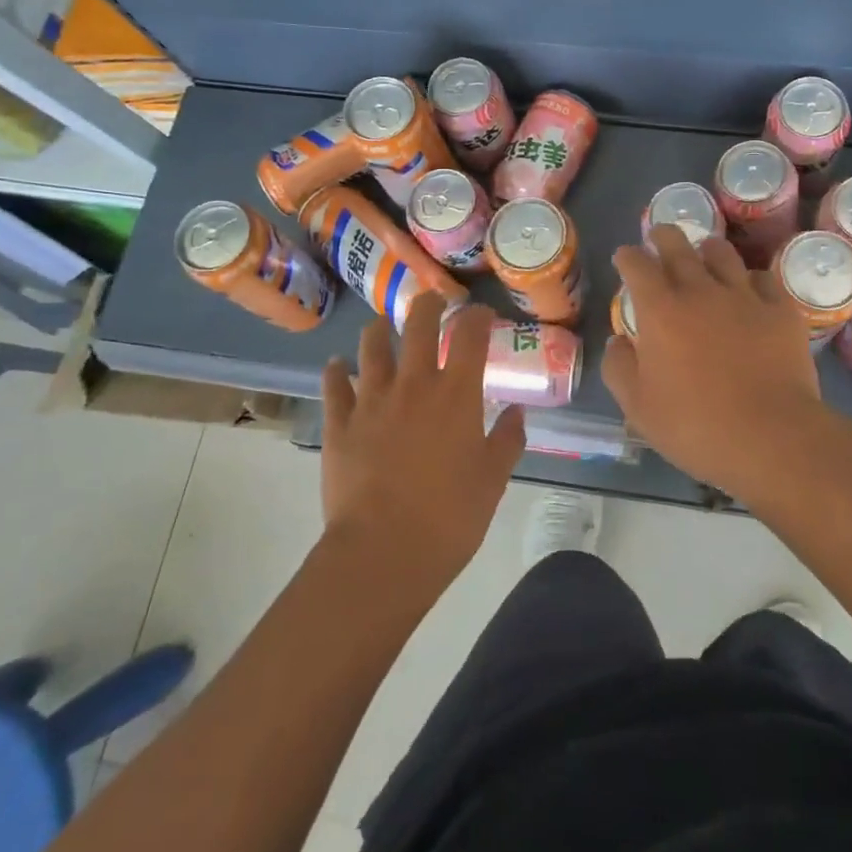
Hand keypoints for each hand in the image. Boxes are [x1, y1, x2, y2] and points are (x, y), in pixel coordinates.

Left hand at [320, 295, 525, 586]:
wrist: (384, 552)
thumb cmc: (451, 516)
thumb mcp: (493, 479)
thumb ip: (507, 440)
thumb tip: (516, 412)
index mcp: (457, 394)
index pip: (470, 335)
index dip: (477, 316)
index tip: (482, 313)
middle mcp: (414, 384)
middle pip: (418, 326)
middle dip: (427, 305)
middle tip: (432, 300)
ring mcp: (372, 401)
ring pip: (372, 348)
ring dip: (379, 330)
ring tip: (381, 324)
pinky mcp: (340, 424)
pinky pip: (334, 387)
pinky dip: (335, 372)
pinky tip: (336, 365)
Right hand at [602, 226, 827, 502]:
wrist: (770, 437)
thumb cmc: (694, 426)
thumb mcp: (637, 408)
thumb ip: (619, 368)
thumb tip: (618, 341)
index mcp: (660, 310)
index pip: (637, 265)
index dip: (627, 256)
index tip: (624, 257)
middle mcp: (700, 290)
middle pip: (678, 245)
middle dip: (664, 235)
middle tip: (660, 236)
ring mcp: (744, 296)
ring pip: (723, 253)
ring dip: (707, 249)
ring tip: (705, 253)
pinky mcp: (781, 309)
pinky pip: (764, 278)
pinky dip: (751, 279)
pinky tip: (750, 289)